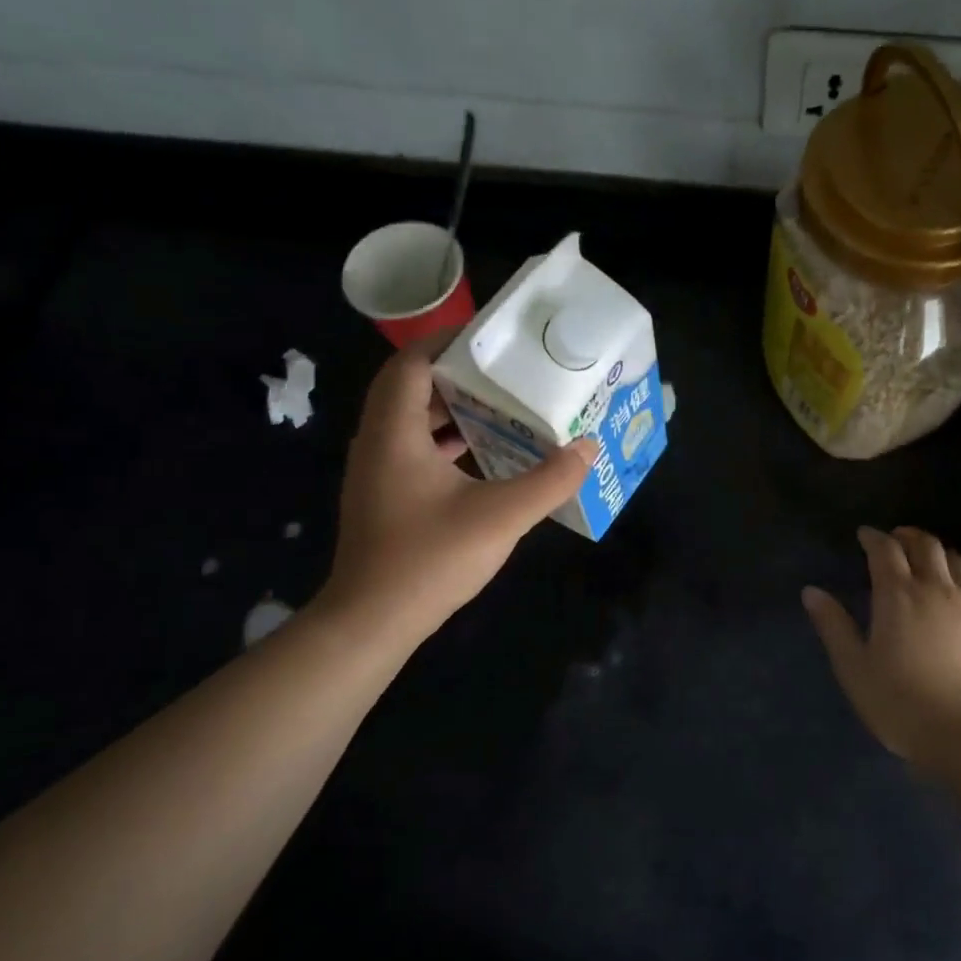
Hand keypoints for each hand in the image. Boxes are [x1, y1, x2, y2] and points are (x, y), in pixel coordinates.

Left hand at [315, 339, 596, 641]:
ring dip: (452, 410)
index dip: (447, 342)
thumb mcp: (501, 516)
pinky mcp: (384, 498)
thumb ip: (549, 480)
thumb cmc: (430, 559)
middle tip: (507, 372)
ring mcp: (377, 472)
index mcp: (394, 432)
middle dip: (458, 376)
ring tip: (503, 407)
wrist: (372, 621)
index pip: (410, 363)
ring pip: (411, 421)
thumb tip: (588, 447)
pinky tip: (483, 456)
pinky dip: (446, 442)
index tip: (491, 339)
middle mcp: (377, 443)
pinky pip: (413, 450)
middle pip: (411, 388)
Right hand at [802, 526, 960, 777]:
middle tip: (895, 538)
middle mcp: (936, 590)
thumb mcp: (854, 668)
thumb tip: (811, 591)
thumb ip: (833, 626)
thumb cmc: (901, 703)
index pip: (885, 551)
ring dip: (940, 552)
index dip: (873, 538)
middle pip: (927, 547)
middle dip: (908, 536)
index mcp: (898, 595)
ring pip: (959, 563)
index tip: (864, 534)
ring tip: (929, 557)